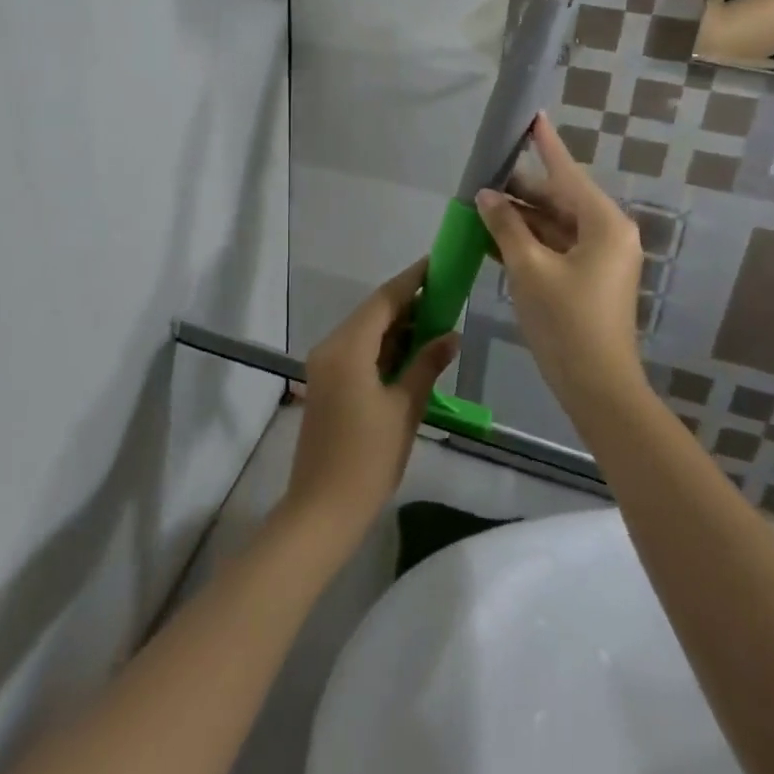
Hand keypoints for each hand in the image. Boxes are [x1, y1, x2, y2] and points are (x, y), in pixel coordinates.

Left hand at [282, 259, 456, 546]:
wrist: (322, 510)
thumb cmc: (368, 458)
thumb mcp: (404, 408)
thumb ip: (426, 364)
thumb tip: (450, 334)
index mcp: (347, 347)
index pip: (383, 300)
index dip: (412, 280)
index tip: (438, 264)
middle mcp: (331, 347)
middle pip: (372, 313)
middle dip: (408, 303)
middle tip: (446, 294)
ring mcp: (325, 366)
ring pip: (365, 333)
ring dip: (397, 326)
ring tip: (437, 320)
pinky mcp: (327, 384)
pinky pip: (358, 352)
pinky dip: (384, 348)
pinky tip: (412, 351)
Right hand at [475, 114, 645, 411]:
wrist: (597, 387)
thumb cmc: (566, 323)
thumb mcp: (529, 269)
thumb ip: (506, 226)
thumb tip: (487, 195)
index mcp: (604, 224)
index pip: (567, 172)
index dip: (546, 144)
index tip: (532, 115)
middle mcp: (608, 234)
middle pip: (560, 198)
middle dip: (522, 189)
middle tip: (485, 171)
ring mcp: (601, 257)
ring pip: (555, 224)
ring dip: (521, 217)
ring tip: (481, 202)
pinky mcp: (590, 277)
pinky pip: (556, 247)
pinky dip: (529, 241)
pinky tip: (494, 236)